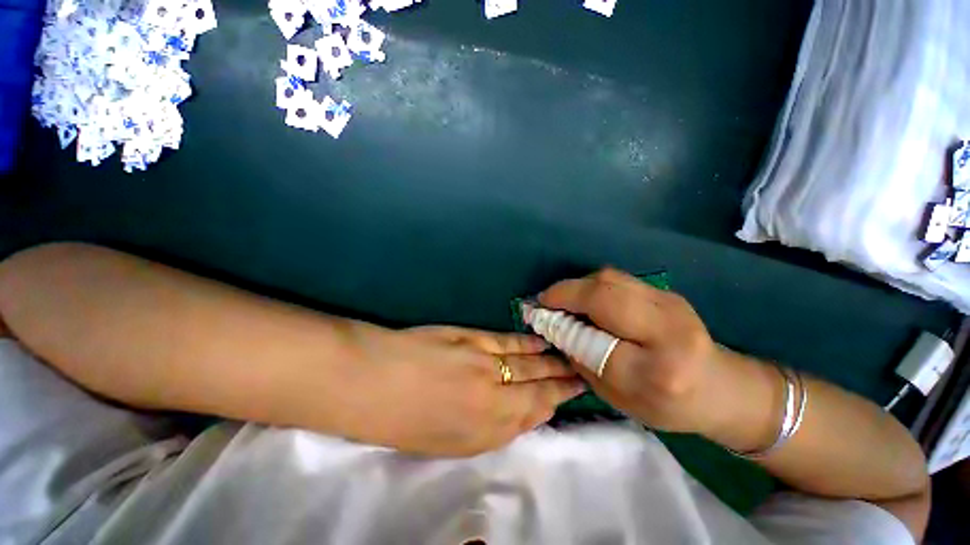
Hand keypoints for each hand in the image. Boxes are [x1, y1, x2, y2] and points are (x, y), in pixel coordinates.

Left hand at [341, 326, 584, 456]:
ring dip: (550, 361)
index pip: (532, 414)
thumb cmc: (402, 421)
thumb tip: (520, 413)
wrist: (370, 381)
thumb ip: (488, 430)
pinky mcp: (473, 338)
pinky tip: (540, 342)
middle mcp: (493, 397)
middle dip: (562, 382)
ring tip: (569, 357)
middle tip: (582, 374)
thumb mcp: (447, 442)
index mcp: (485, 430)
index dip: (554, 404)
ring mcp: (484, 364)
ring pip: (527, 363)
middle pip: (537, 387)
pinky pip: (507, 342)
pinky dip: (526, 343)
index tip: (571, 395)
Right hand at [538, 268, 723, 434]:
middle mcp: (668, 329)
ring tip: (563, 299)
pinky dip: (592, 285)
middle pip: (604, 294)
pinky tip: (585, 298)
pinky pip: (618, 279)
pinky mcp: (666, 292)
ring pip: (609, 279)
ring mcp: (670, 303)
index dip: (562, 324)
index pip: (596, 340)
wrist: (721, 388)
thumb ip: (583, 359)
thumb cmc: (666, 405)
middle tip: (546, 301)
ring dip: (577, 286)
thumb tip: (553, 325)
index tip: (538, 317)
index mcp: (659, 371)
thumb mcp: (618, 397)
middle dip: (565, 293)